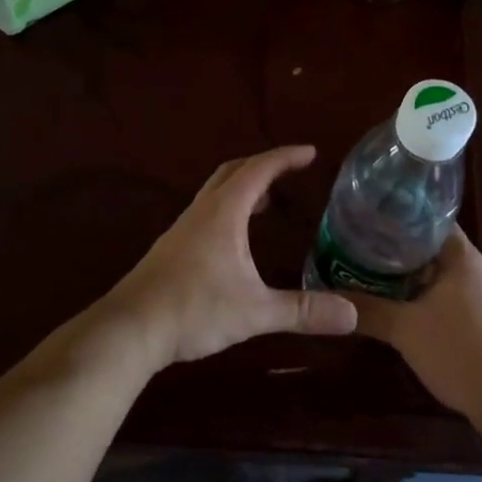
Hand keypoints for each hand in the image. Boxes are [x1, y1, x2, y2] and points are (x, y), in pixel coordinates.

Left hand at [100, 146, 358, 368]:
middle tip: (290, 169)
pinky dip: (228, 210)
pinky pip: (206, 213)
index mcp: (224, 212)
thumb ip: (302, 311)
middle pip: (233, 172)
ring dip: (243, 188)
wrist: (130, 329)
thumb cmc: (194, 309)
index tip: (311, 152)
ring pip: (216, 193)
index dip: (285, 158)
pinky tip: (235, 239)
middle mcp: (202, 211)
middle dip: (263, 165)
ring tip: (267, 201)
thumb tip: (352, 315)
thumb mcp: (255, 311)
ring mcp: (183, 229)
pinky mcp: (172, 249)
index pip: (259, 170)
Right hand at [348, 230, 481, 427]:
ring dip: (398, 273)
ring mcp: (472, 293)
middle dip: (388, 245)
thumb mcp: (406, 329)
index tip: (362, 214)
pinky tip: (387, 303)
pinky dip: (411, 295)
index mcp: (459, 254)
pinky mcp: (472, 319)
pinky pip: (435, 295)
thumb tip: (325, 294)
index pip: (424, 216)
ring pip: (428, 272)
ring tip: (360, 269)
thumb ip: (367, 309)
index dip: (393, 213)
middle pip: (423, 244)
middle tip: (351, 243)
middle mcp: (468, 266)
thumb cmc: (461, 350)